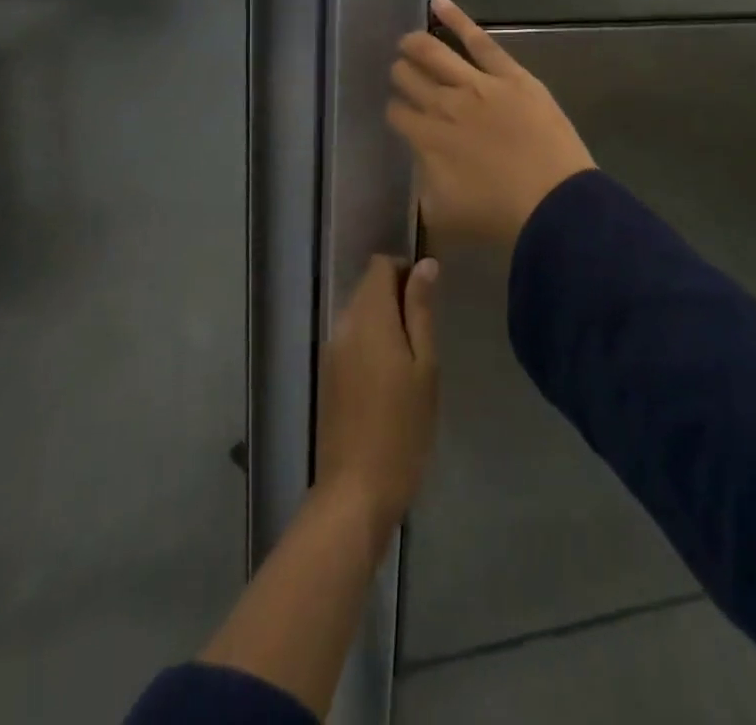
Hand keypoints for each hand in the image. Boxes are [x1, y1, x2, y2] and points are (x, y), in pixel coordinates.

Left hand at [315, 253, 440, 542]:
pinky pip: (352, 339)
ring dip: (385, 322)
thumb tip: (425, 265)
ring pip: (360, 314)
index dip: (405, 271)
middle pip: (368, 287)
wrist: (356, 490)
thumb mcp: (424, 366)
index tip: (428, 299)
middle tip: (426, 335)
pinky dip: (372, 343)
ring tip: (412, 360)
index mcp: (368, 317)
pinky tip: (390, 379)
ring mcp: (332, 350)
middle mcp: (343, 324)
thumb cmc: (403, 427)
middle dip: (397, 297)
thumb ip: (421, 311)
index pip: (379, 265)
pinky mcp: (328, 374)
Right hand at [387, 0, 596, 248]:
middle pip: (410, 80)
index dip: (396, 112)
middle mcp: (443, 106)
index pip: (398, 114)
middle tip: (403, 75)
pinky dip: (455, 18)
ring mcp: (476, 85)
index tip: (401, 114)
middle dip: (402, 76)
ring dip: (414, 46)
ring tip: (406, 41)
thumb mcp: (444, 214)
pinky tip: (437, 2)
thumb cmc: (499, 217)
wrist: (554, 205)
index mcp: (426, 140)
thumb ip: (424, 183)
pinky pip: (478, 40)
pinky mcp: (509, 74)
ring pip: (433, 54)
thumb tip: (422, 161)